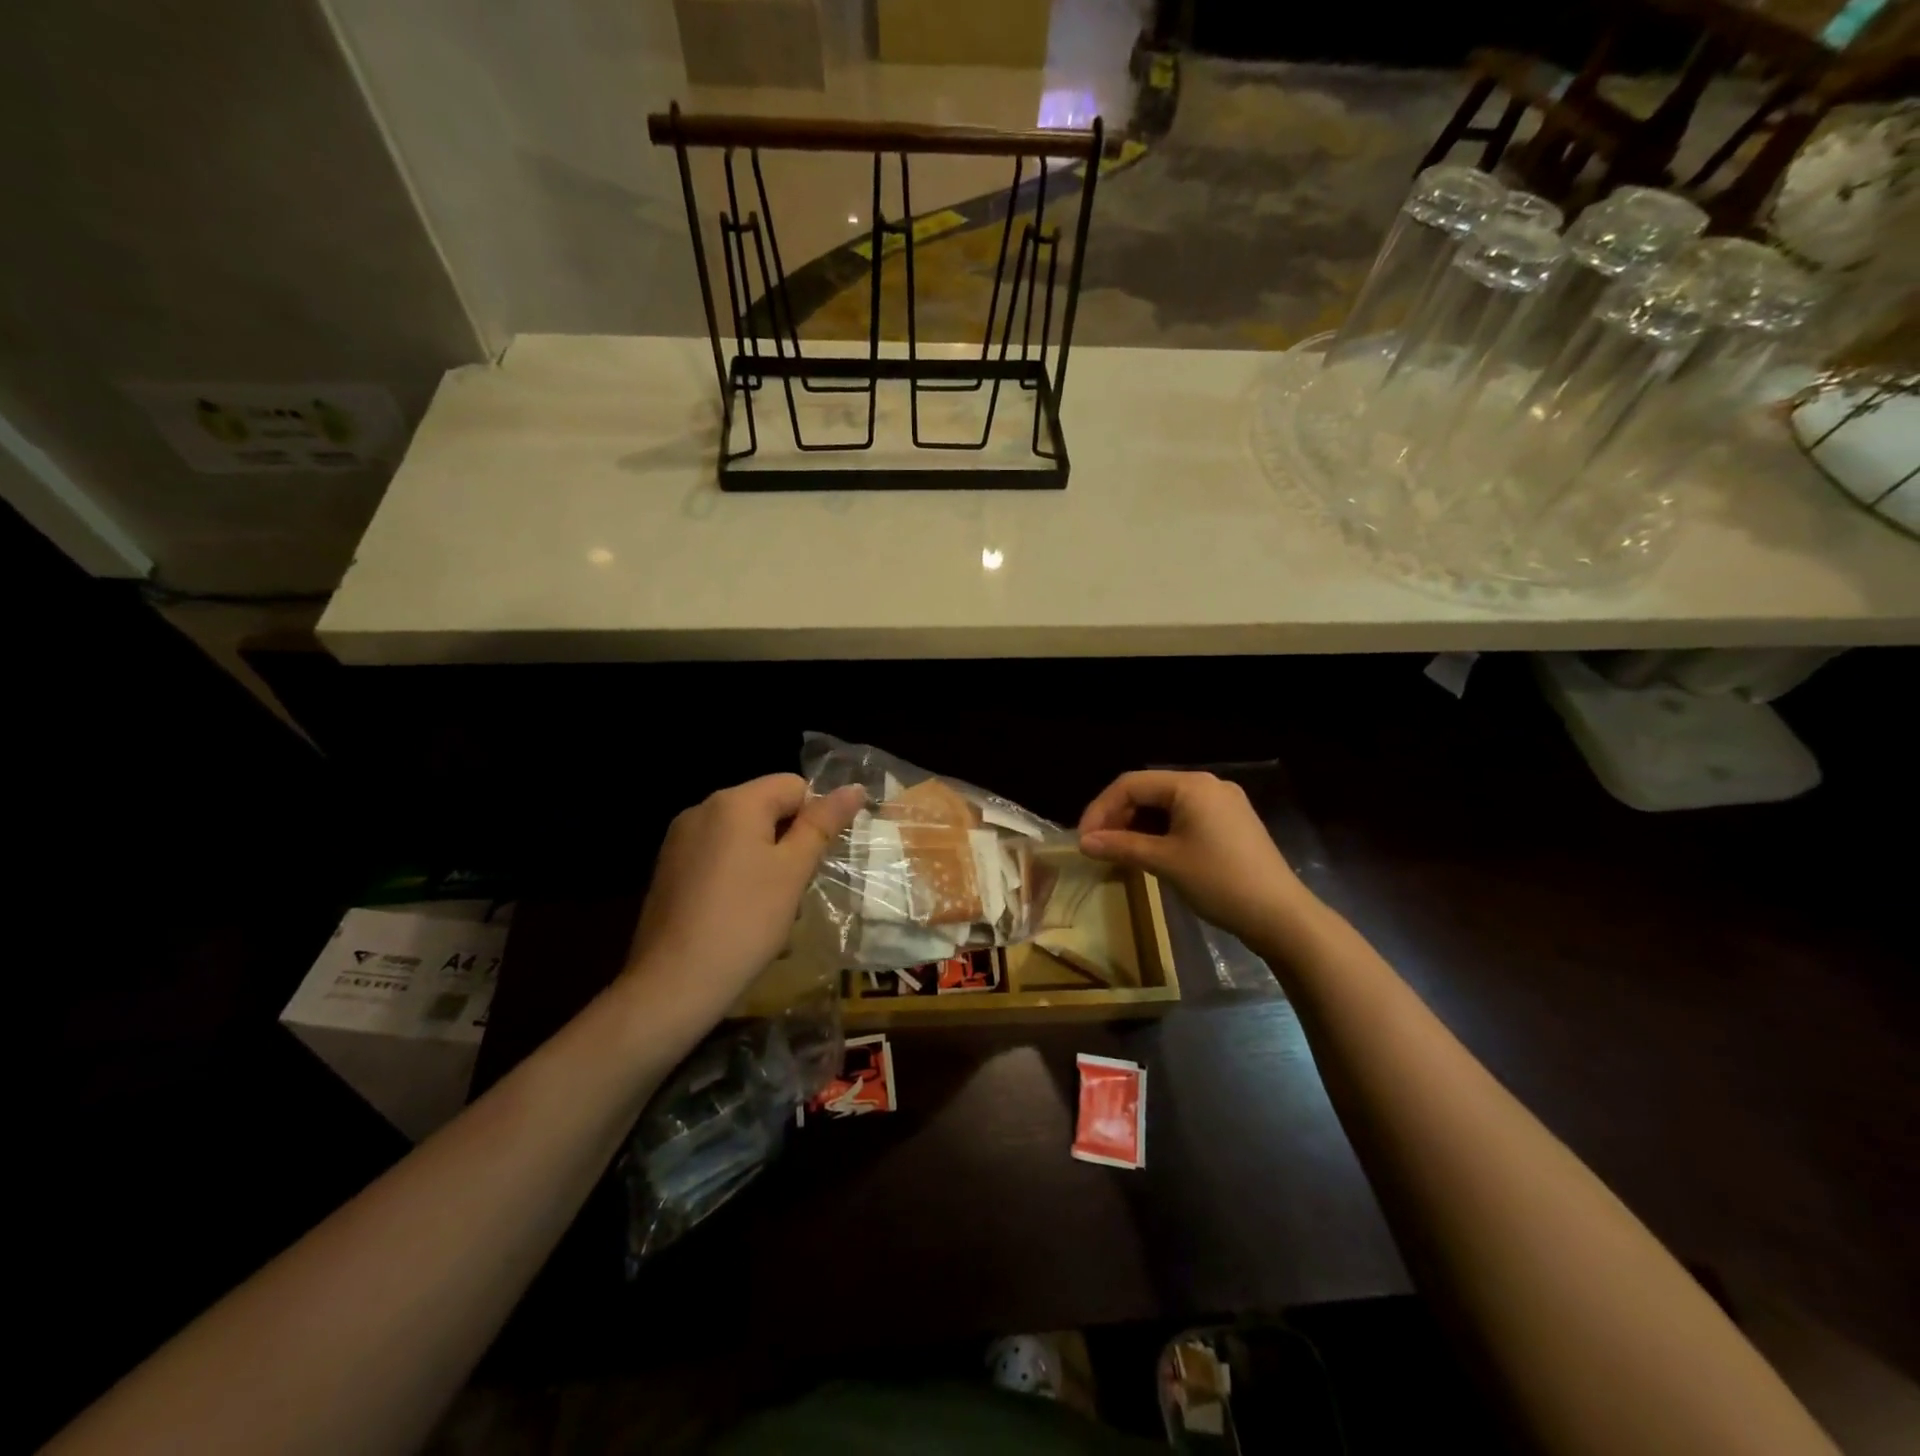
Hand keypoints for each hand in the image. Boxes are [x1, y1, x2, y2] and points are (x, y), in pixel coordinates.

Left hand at [627, 774, 864, 1025]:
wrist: (673, 984)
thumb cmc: (745, 921)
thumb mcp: (793, 871)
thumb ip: (822, 824)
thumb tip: (855, 788)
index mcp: (734, 802)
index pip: (793, 785)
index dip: (815, 817)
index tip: (818, 860)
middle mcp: (702, 809)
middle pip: (765, 807)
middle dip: (790, 840)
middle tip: (798, 886)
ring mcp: (679, 841)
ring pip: (742, 835)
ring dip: (766, 860)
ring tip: (771, 906)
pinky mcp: (668, 870)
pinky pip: (717, 857)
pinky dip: (737, 875)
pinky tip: (739, 914)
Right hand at [1078, 770, 1318, 946]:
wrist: (1281, 916)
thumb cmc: (1219, 881)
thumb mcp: (1165, 862)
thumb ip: (1121, 846)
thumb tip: (1084, 843)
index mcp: (1191, 785)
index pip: (1131, 784)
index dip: (1101, 809)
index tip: (1083, 839)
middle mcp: (1207, 785)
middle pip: (1149, 791)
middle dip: (1118, 817)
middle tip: (1098, 847)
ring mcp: (1223, 804)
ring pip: (1166, 806)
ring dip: (1138, 826)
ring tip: (1119, 853)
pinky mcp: (1231, 823)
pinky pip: (1185, 818)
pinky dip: (1161, 832)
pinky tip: (1150, 853)